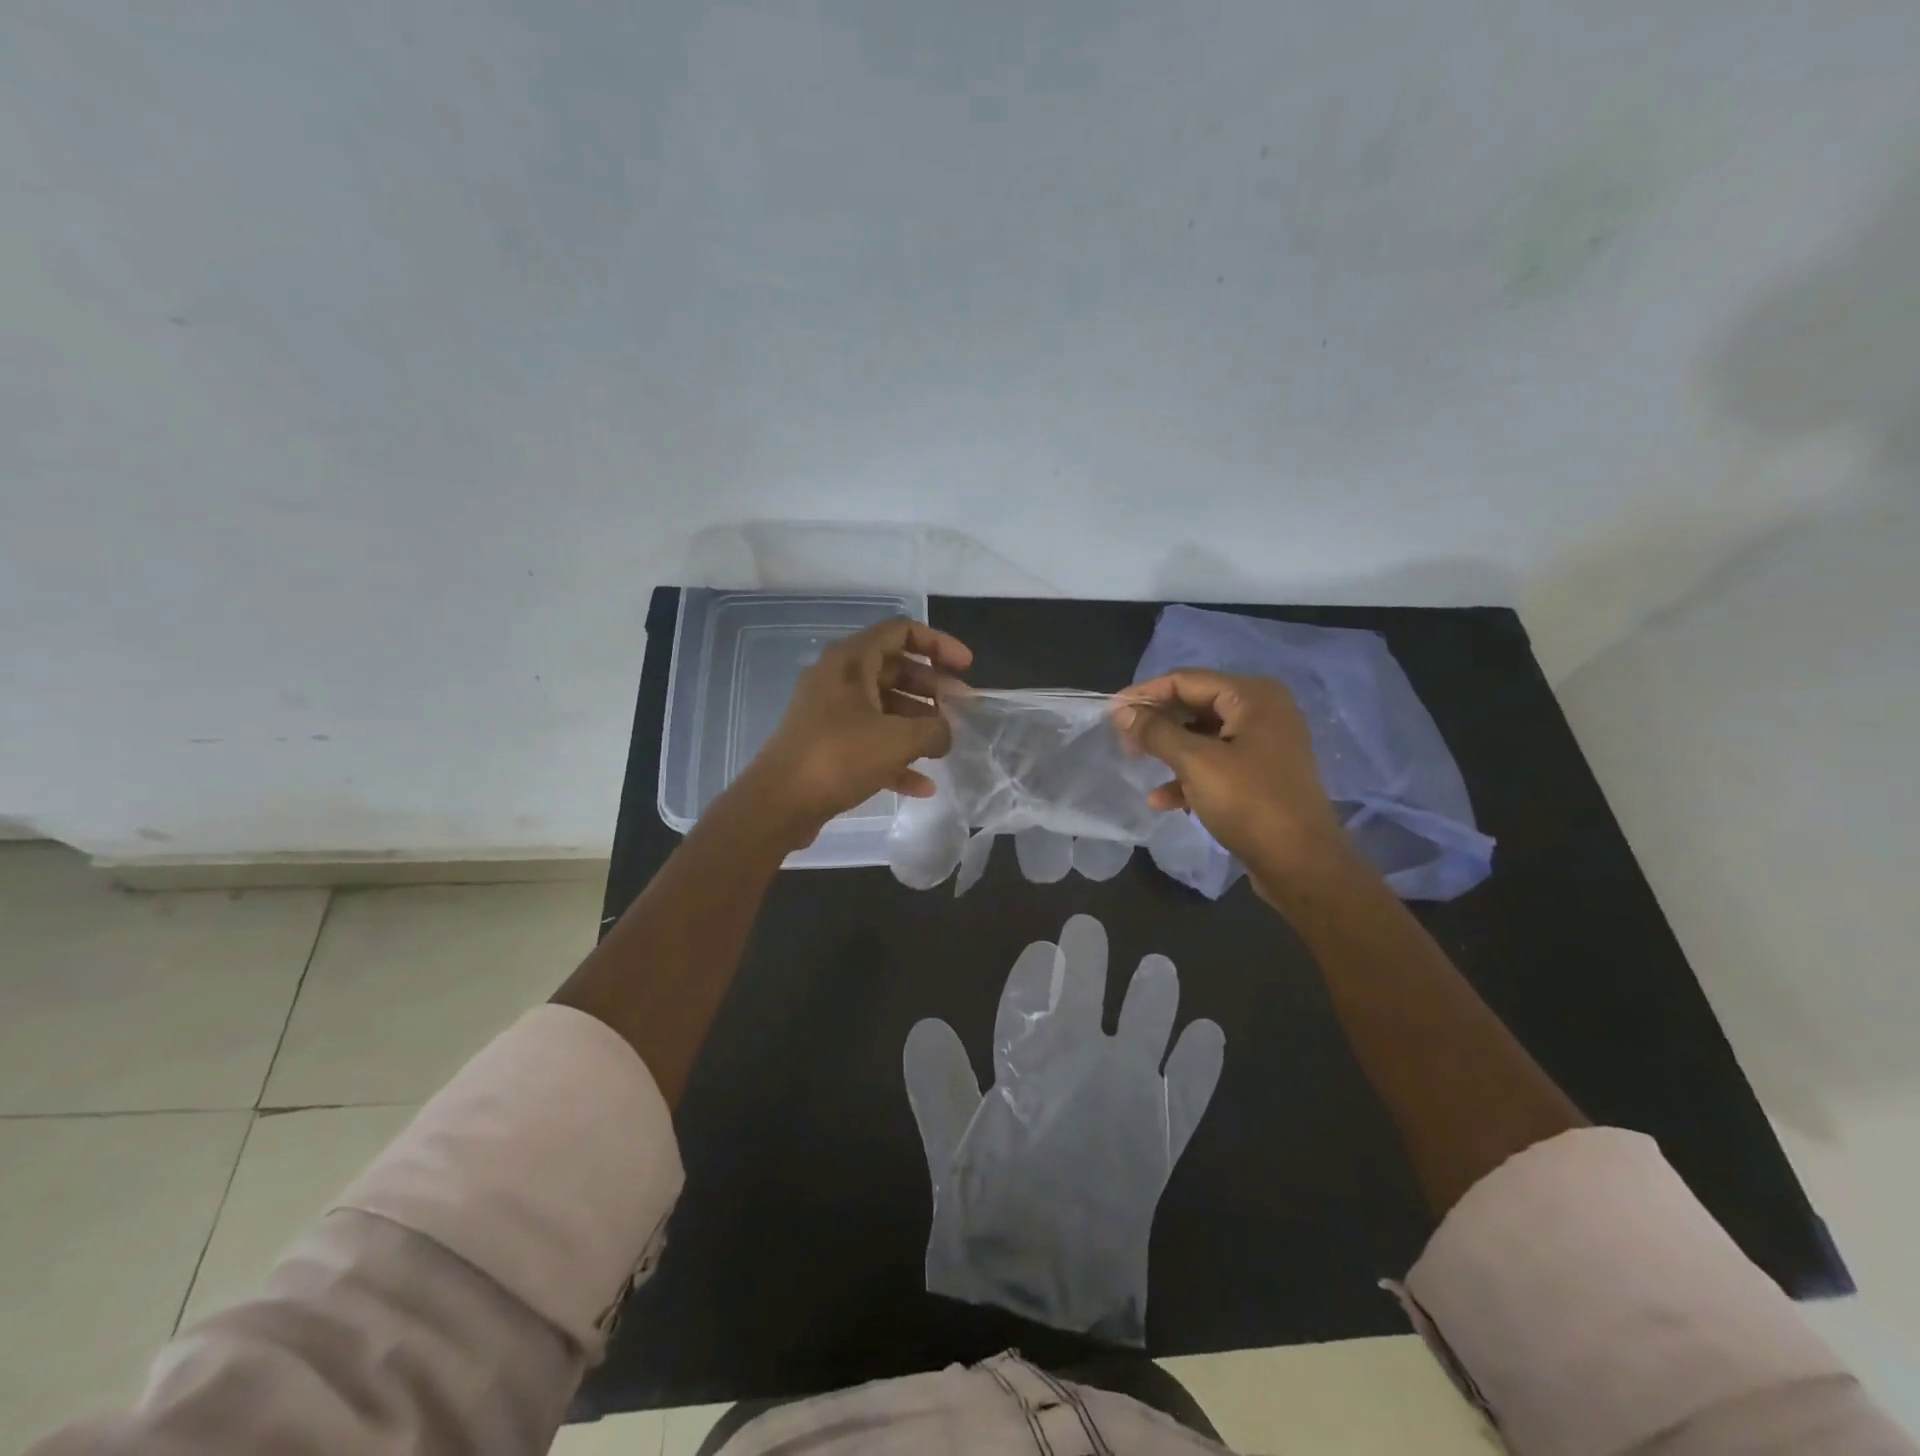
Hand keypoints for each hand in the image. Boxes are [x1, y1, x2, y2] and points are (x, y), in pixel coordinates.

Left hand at [739, 618, 972, 845]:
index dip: (939, 644)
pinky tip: (923, 785)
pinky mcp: (826, 745)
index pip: (901, 631)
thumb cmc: (839, 757)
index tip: (967, 668)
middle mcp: (838, 679)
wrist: (778, 803)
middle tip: (961, 709)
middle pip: (895, 670)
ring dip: (917, 723)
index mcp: (851, 661)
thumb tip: (946, 733)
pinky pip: (870, 741)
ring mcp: (830, 713)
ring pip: (884, 707)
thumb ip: (935, 730)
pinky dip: (896, 756)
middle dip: (932, 689)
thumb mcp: (898, 740)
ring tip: (945, 746)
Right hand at [1115, 670, 1345, 894]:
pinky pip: (1216, 764)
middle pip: (1195, 705)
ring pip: (1203, 737)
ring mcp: (1264, 745)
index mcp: (1253, 697)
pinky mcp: (1261, 776)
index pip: (1186, 680)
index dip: (1146, 693)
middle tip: (1122, 738)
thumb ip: (1156, 732)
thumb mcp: (1196, 763)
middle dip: (1157, 722)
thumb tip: (1122, 710)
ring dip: (1169, 751)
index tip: (1110, 710)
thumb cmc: (1250, 803)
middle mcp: (1263, 712)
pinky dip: (1189, 776)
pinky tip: (1162, 799)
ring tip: (1136, 764)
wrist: (1302, 865)